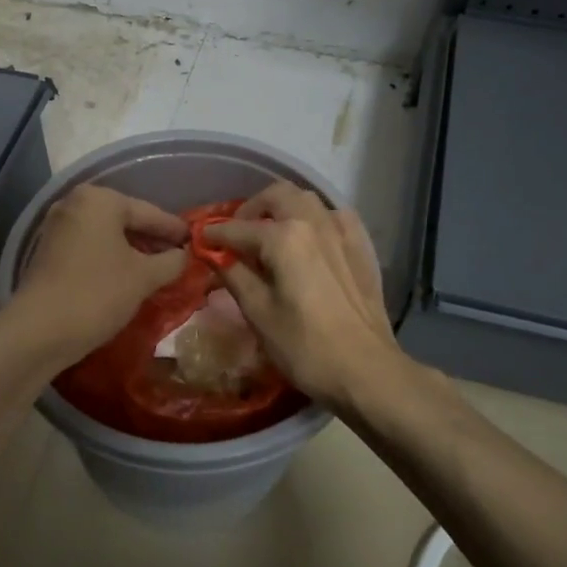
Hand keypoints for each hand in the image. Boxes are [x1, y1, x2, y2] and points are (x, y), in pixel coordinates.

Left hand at [11, 184, 188, 361]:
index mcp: (100, 200)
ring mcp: (57, 227)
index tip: (197, 241)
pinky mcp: (48, 251)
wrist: (39, 330)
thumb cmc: (97, 293)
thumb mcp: (144, 277)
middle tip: (180, 257)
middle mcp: (74, 203)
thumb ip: (171, 261)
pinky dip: (111, 258)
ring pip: (107, 235)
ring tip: (158, 270)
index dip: (175, 230)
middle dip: (152, 240)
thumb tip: (184, 255)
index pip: (149, 212)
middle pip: (126, 220)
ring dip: (132, 251)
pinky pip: (90, 248)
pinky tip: (128, 277)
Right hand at [204, 182, 402, 407]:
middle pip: (276, 196)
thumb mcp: (259, 313)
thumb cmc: (305, 347)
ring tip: (270, 234)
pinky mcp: (361, 247)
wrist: (367, 370)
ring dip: (283, 208)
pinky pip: (334, 216)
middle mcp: (313, 222)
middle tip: (237, 234)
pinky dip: (315, 219)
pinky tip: (310, 240)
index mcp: (284, 238)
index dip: (215, 234)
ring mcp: (342, 232)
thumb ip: (235, 275)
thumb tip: (215, 255)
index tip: (199, 239)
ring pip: (307, 200)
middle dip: (251, 209)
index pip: (239, 228)